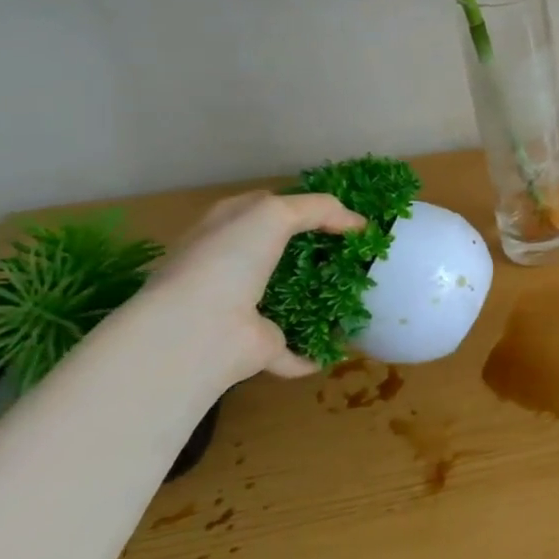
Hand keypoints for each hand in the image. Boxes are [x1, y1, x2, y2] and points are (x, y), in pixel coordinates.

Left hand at [133, 191, 365, 382]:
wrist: (195, 332)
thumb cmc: (226, 260)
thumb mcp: (274, 214)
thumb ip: (320, 209)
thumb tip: (359, 224)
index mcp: (227, 229)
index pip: (270, 207)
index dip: (308, 208)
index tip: (348, 217)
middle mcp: (231, 266)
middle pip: (283, 253)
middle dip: (320, 253)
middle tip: (362, 254)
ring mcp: (243, 308)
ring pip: (290, 299)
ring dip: (320, 299)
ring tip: (364, 293)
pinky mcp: (258, 347)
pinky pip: (294, 350)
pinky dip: (314, 351)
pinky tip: (344, 346)